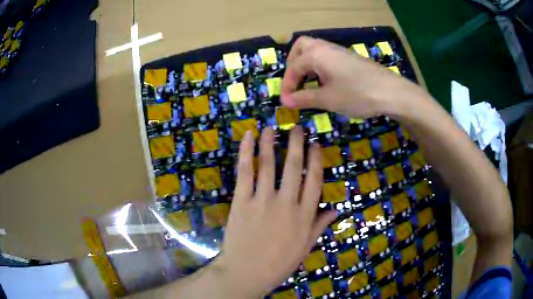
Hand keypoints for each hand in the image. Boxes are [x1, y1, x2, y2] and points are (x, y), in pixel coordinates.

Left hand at [213, 127, 336, 297]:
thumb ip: (319, 226)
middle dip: (296, 143)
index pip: (315, 180)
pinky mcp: (242, 201)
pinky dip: (246, 152)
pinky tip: (249, 137)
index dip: (316, 159)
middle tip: (297, 128)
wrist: (246, 272)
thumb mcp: (305, 247)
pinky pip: (245, 172)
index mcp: (304, 216)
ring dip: (270, 142)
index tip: (316, 144)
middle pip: (294, 166)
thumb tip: (336, 210)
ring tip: (272, 128)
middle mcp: (286, 203)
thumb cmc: (278, 263)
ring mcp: (262, 200)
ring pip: (268, 164)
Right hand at [280, 36, 427, 118]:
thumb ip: (304, 98)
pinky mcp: (350, 58)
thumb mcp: (328, 99)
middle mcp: (326, 48)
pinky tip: (326, 82)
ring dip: (307, 65)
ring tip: (309, 84)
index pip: (293, 67)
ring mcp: (339, 52)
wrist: (391, 92)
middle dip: (293, 63)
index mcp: (316, 54)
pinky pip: (327, 57)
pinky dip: (319, 66)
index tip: (286, 102)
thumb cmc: (357, 94)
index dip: (287, 85)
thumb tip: (285, 101)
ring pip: (315, 50)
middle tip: (295, 82)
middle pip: (301, 47)